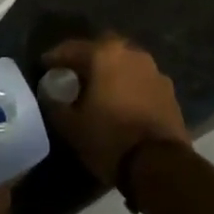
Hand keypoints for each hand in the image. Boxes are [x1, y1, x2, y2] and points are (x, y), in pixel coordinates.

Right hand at [40, 35, 189, 185]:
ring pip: (125, 63)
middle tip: (74, 75)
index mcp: (104, 54)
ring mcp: (154, 71)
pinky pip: (140, 80)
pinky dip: (128, 86)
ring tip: (98, 90)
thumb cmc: (109, 138)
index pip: (71, 48)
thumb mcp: (70, 125)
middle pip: (102, 49)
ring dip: (111, 71)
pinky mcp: (169, 91)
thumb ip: (55, 104)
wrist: (160, 165)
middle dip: (87, 59)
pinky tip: (121, 103)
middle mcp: (131, 53)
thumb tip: (50, 94)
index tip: (44, 67)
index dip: (54, 58)